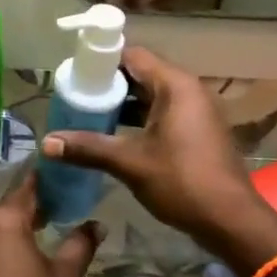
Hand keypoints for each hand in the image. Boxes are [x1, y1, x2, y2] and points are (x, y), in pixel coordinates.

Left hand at [0, 174, 100, 276]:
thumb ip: (79, 246)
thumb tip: (96, 225)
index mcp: (1, 222)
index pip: (26, 189)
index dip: (45, 185)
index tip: (60, 182)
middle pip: (5, 212)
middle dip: (27, 216)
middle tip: (53, 221)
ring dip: (6, 239)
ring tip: (30, 255)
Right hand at [40, 47, 275, 263]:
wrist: (231, 220)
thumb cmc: (182, 182)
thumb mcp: (130, 163)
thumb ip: (88, 148)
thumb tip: (46, 143)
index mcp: (176, 85)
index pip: (133, 56)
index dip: (102, 62)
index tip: (75, 74)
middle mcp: (189, 90)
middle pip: (142, 74)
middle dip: (109, 85)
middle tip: (76, 96)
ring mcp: (197, 110)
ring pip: (152, 96)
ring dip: (123, 104)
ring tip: (88, 115)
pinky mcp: (198, 130)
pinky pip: (163, 112)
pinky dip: (140, 119)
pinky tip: (115, 135)